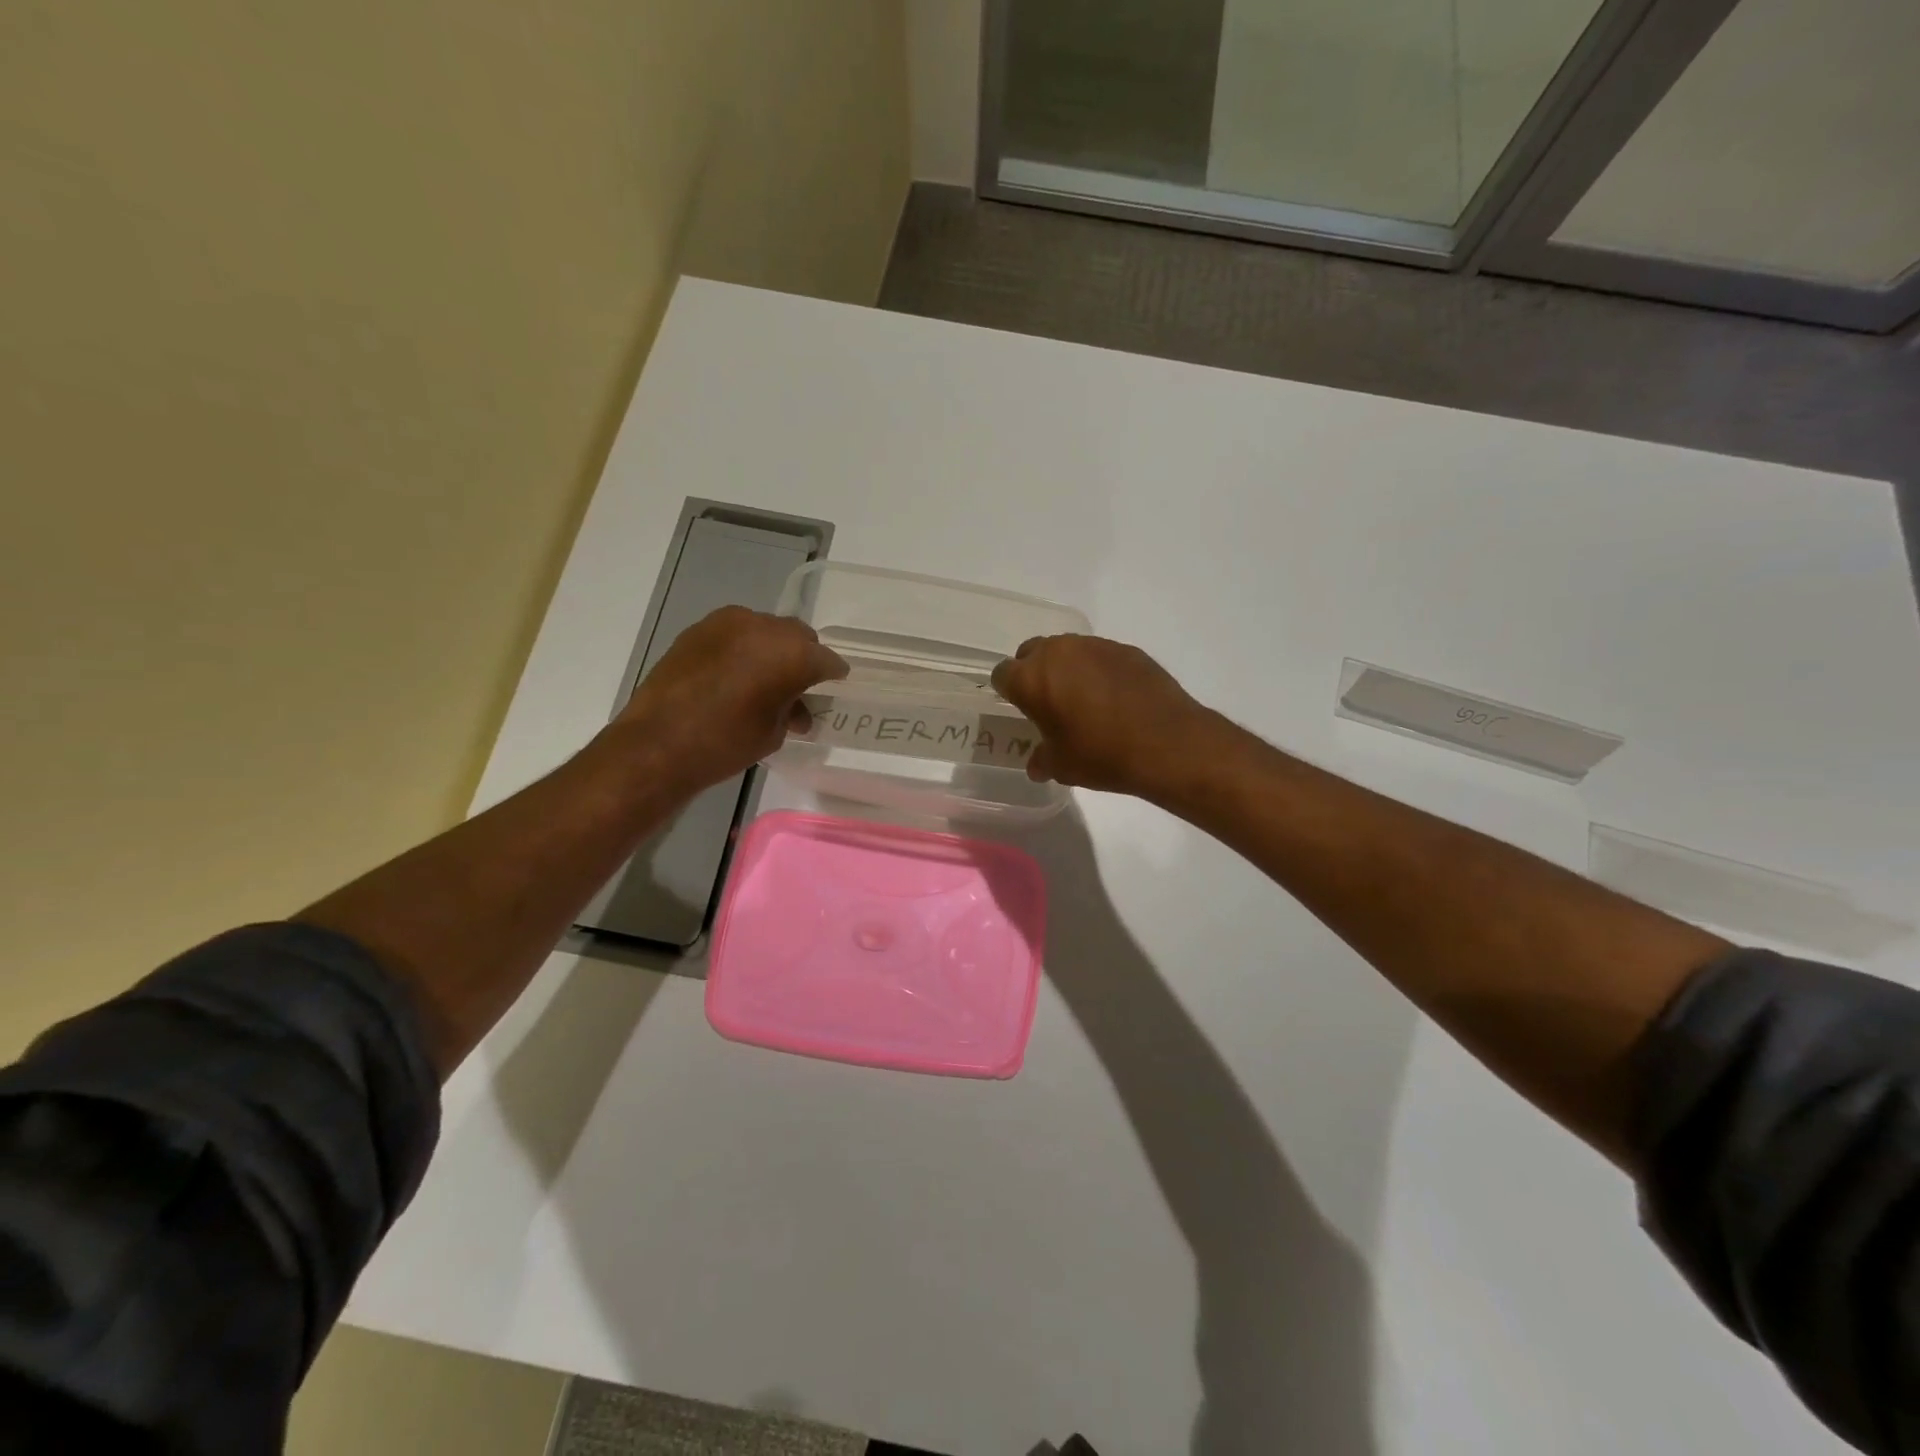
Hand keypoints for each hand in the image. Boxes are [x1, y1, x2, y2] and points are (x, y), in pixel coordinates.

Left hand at [615, 606, 846, 791]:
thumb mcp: (773, 733)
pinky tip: (734, 676)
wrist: (657, 743)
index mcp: (792, 654)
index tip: (834, 686)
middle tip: (798, 685)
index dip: (833, 675)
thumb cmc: (726, 743)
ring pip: (764, 630)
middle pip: (797, 636)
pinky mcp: (698, 629)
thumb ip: (791, 710)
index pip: (826, 660)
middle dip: (802, 658)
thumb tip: (794, 707)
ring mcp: (727, 623)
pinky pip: (734, 633)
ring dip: (771, 651)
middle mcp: (764, 627)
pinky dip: (742, 649)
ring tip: (762, 682)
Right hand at [990, 634, 1222, 797]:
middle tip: (1048, 702)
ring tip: (1083, 700)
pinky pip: (1100, 656)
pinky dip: (1099, 671)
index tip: (1020, 709)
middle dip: (1035, 673)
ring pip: (1067, 650)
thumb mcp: (1062, 766)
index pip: (1003, 674)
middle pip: (1032, 652)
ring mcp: (1095, 646)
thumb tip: (1037, 764)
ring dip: (1067, 669)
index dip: (1008, 692)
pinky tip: (1114, 698)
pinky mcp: (1126, 649)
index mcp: (1032, 678)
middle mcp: (1058, 652)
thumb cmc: (1101, 755)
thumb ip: (1042, 759)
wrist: (1167, 743)